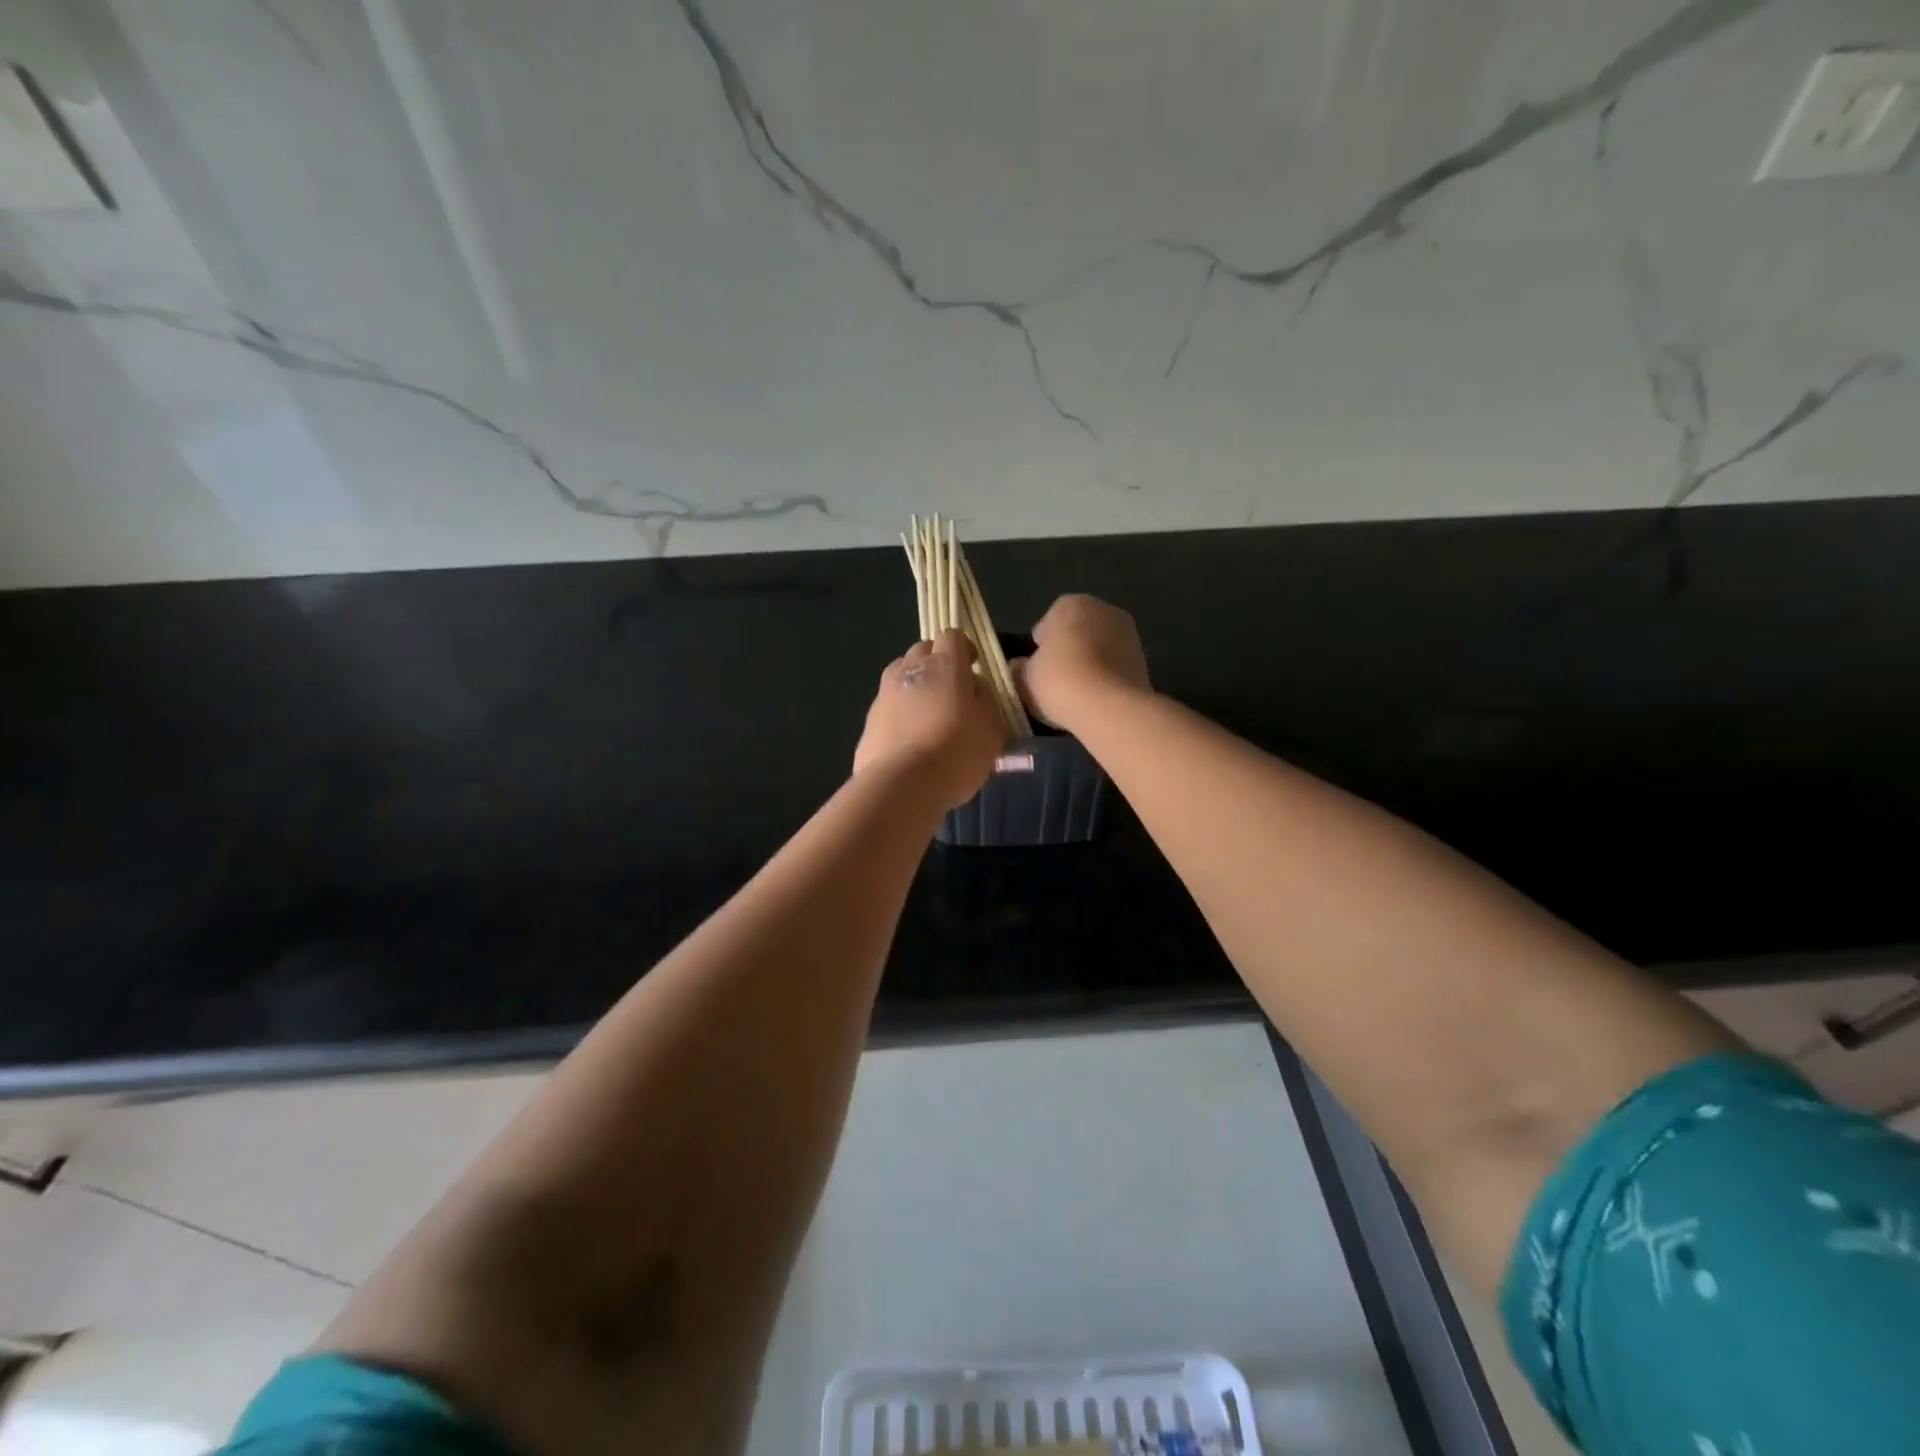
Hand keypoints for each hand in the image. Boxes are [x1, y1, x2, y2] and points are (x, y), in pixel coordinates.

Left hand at [853, 629, 1005, 810]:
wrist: (902, 785)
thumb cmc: (957, 753)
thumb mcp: (992, 730)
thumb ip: (986, 701)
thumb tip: (975, 687)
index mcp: (945, 665)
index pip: (952, 636)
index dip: (964, 647)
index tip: (972, 665)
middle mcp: (911, 669)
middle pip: (922, 649)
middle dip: (937, 661)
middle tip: (951, 688)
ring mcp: (885, 692)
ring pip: (901, 672)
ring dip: (915, 682)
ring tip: (928, 710)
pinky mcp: (869, 718)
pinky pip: (888, 703)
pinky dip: (899, 710)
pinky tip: (909, 735)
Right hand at [1013, 594, 1151, 729]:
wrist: (1109, 707)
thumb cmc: (1059, 681)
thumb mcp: (1025, 678)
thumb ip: (1020, 668)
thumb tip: (1020, 667)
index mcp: (1070, 604)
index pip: (1049, 621)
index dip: (1041, 645)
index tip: (1037, 667)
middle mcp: (1103, 609)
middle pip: (1078, 630)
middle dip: (1069, 650)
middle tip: (1056, 679)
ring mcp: (1128, 633)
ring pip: (1100, 647)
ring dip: (1090, 662)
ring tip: (1077, 692)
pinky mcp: (1144, 659)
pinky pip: (1115, 666)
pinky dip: (1106, 676)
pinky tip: (1097, 698)